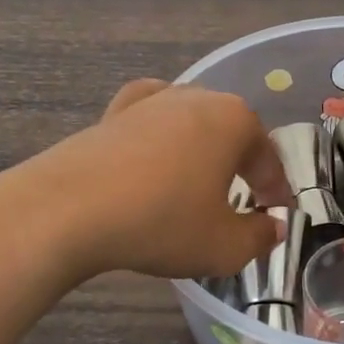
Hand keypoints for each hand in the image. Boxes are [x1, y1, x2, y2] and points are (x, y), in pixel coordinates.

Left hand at [37, 80, 291, 281]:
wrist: (67, 210)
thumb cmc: (161, 223)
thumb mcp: (224, 246)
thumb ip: (260, 236)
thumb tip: (272, 227)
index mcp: (234, 120)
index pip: (267, 158)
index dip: (275, 190)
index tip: (276, 214)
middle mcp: (196, 98)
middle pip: (232, 133)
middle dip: (241, 166)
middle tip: (242, 202)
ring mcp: (150, 101)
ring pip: (191, 125)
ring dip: (201, 153)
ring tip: (197, 185)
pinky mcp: (111, 113)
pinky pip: (150, 122)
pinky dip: (159, 138)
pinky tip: (154, 155)